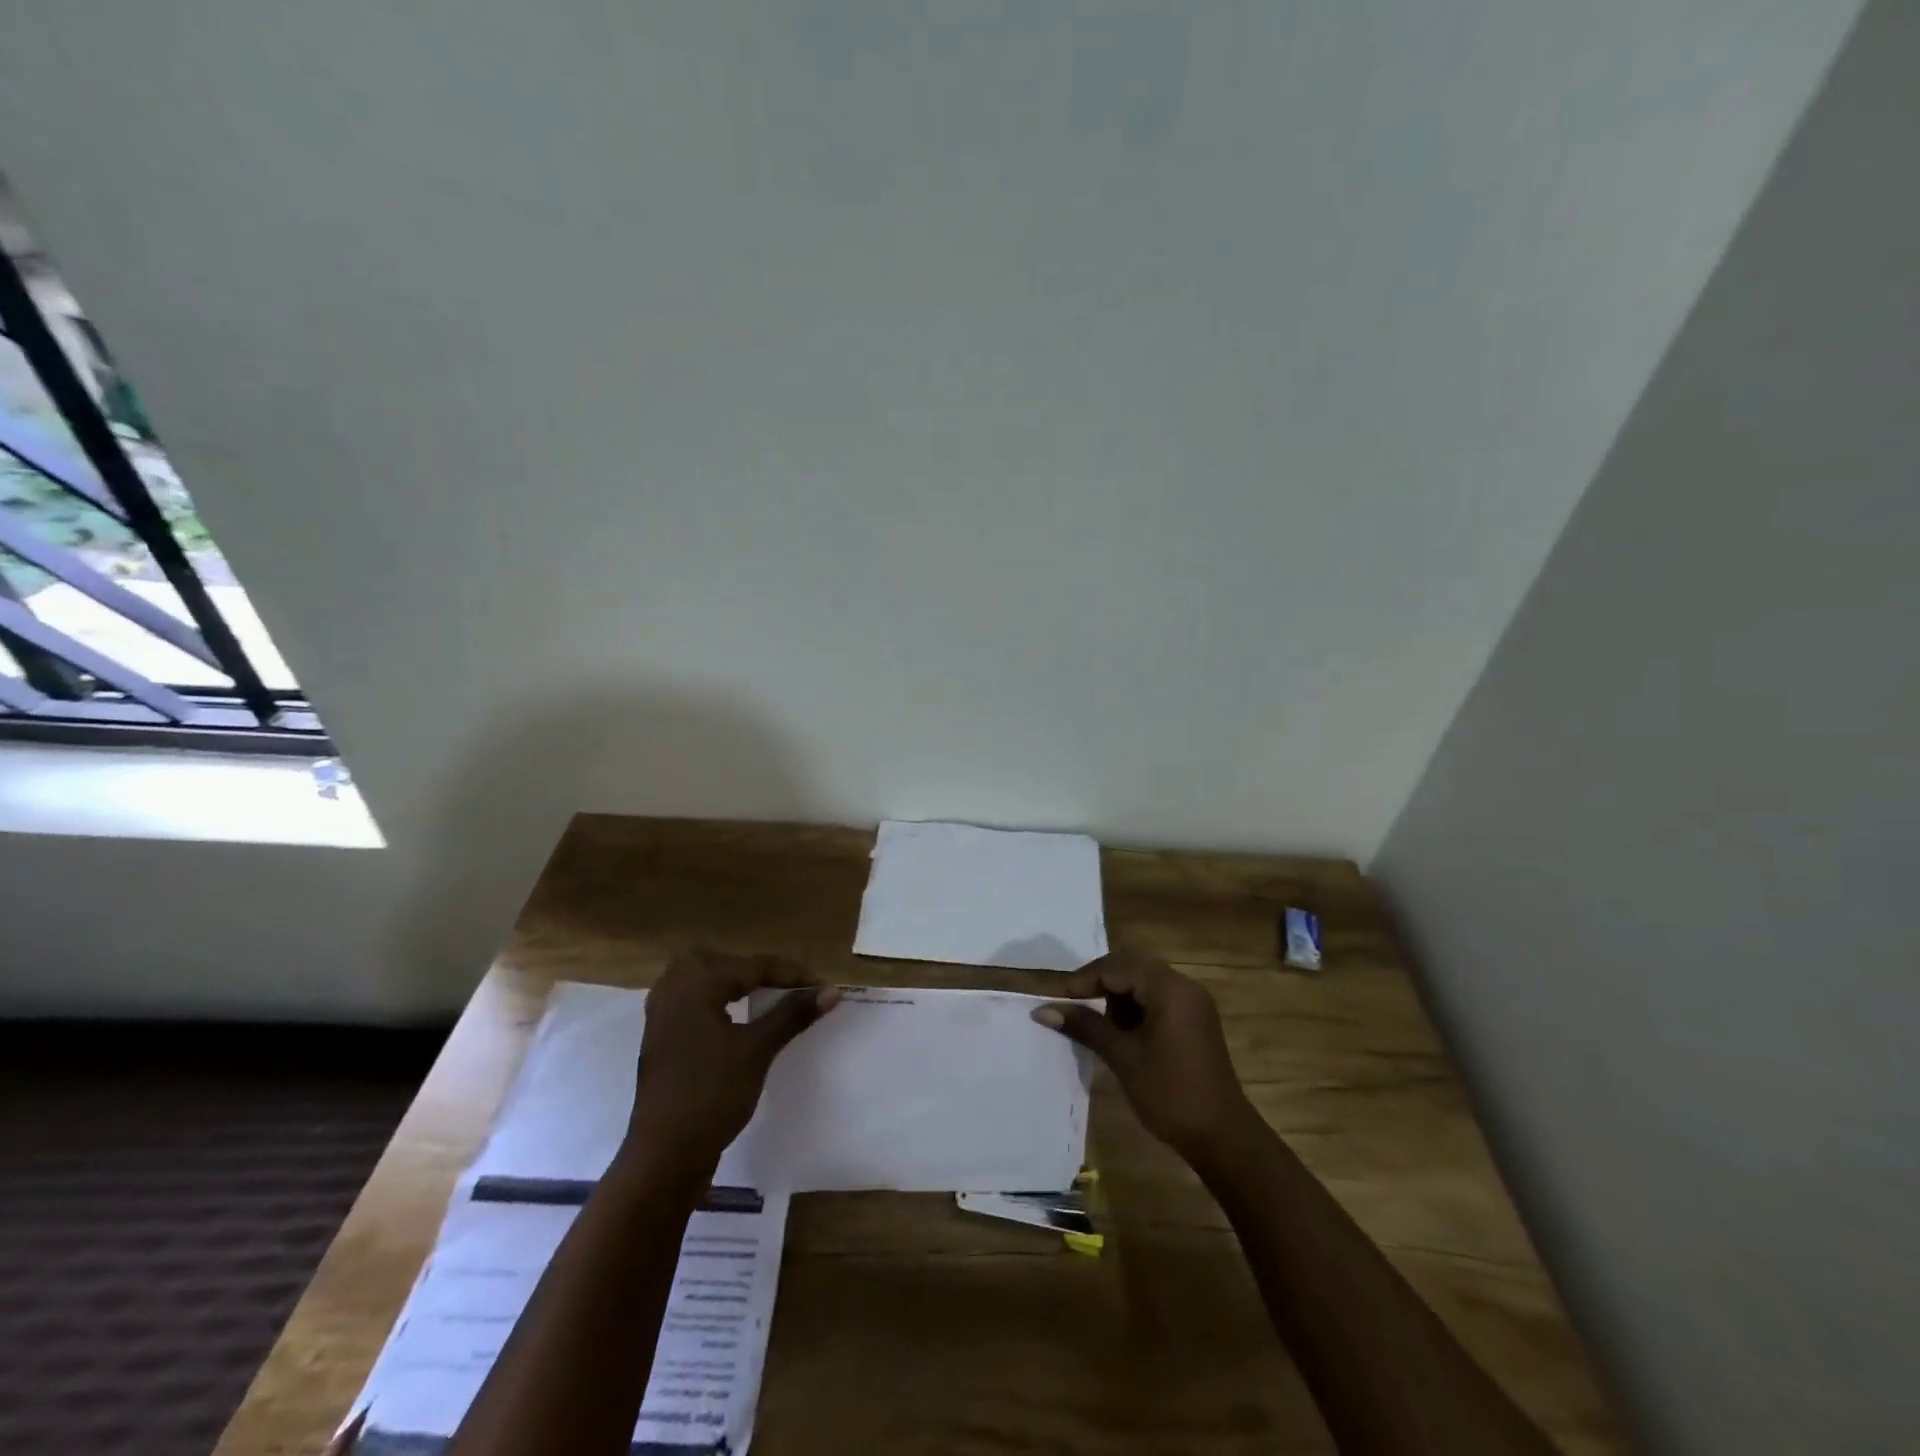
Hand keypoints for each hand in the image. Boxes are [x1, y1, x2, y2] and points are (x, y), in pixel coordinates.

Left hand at [625, 948, 839, 1173]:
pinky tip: (731, 1020)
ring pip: (700, 979)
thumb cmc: (712, 1094)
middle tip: (785, 985)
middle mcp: (672, 990)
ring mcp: (661, 1016)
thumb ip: (792, 1014)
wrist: (665, 1155)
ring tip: (760, 996)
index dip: (790, 974)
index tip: (822, 986)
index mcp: (695, 984)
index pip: (752, 966)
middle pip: (719, 961)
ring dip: (731, 983)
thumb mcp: (757, 1050)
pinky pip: (691, 1001)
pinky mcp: (660, 1039)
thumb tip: (830, 991)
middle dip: (753, 969)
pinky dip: (715, 1001)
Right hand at [1033, 950, 1256, 1168]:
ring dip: (1117, 996)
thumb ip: (1085, 1026)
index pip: (1117, 966)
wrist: (1223, 1137)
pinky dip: (1135, 1007)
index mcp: (1170, 989)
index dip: (1084, 979)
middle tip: (1074, 1007)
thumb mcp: (1123, 1058)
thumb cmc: (1170, 1094)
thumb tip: (1043, 1010)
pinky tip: (1122, 1034)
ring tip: (1099, 1027)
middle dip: (1100, 983)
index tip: (1059, 1001)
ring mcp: (1192, 1002)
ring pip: (1144, 981)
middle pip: (1131, 966)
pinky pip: (1157, 997)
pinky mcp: (1194, 1019)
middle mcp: (1184, 986)